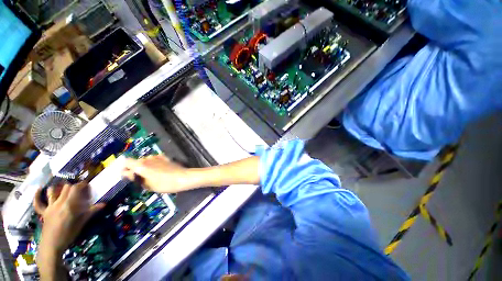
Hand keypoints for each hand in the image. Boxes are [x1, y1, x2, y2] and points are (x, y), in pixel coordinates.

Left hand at [34, 182, 104, 254]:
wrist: (52, 246)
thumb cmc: (68, 235)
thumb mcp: (81, 224)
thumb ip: (91, 212)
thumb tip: (103, 204)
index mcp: (69, 205)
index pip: (75, 189)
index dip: (82, 185)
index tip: (87, 185)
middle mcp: (58, 203)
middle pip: (65, 188)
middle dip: (73, 186)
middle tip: (79, 190)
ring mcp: (49, 207)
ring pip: (52, 192)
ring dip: (57, 188)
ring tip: (62, 188)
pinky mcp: (43, 212)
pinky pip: (38, 202)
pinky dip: (37, 195)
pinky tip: (39, 189)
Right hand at [122, 155, 191, 192]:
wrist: (183, 177)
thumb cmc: (165, 184)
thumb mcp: (148, 185)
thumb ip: (136, 178)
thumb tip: (128, 174)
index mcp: (141, 166)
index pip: (126, 162)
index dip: (124, 168)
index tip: (127, 175)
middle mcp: (148, 159)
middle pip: (136, 161)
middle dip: (135, 168)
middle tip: (139, 178)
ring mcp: (157, 157)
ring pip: (146, 160)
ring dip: (145, 165)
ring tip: (150, 174)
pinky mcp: (165, 157)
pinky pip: (155, 159)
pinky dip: (154, 163)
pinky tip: (159, 169)